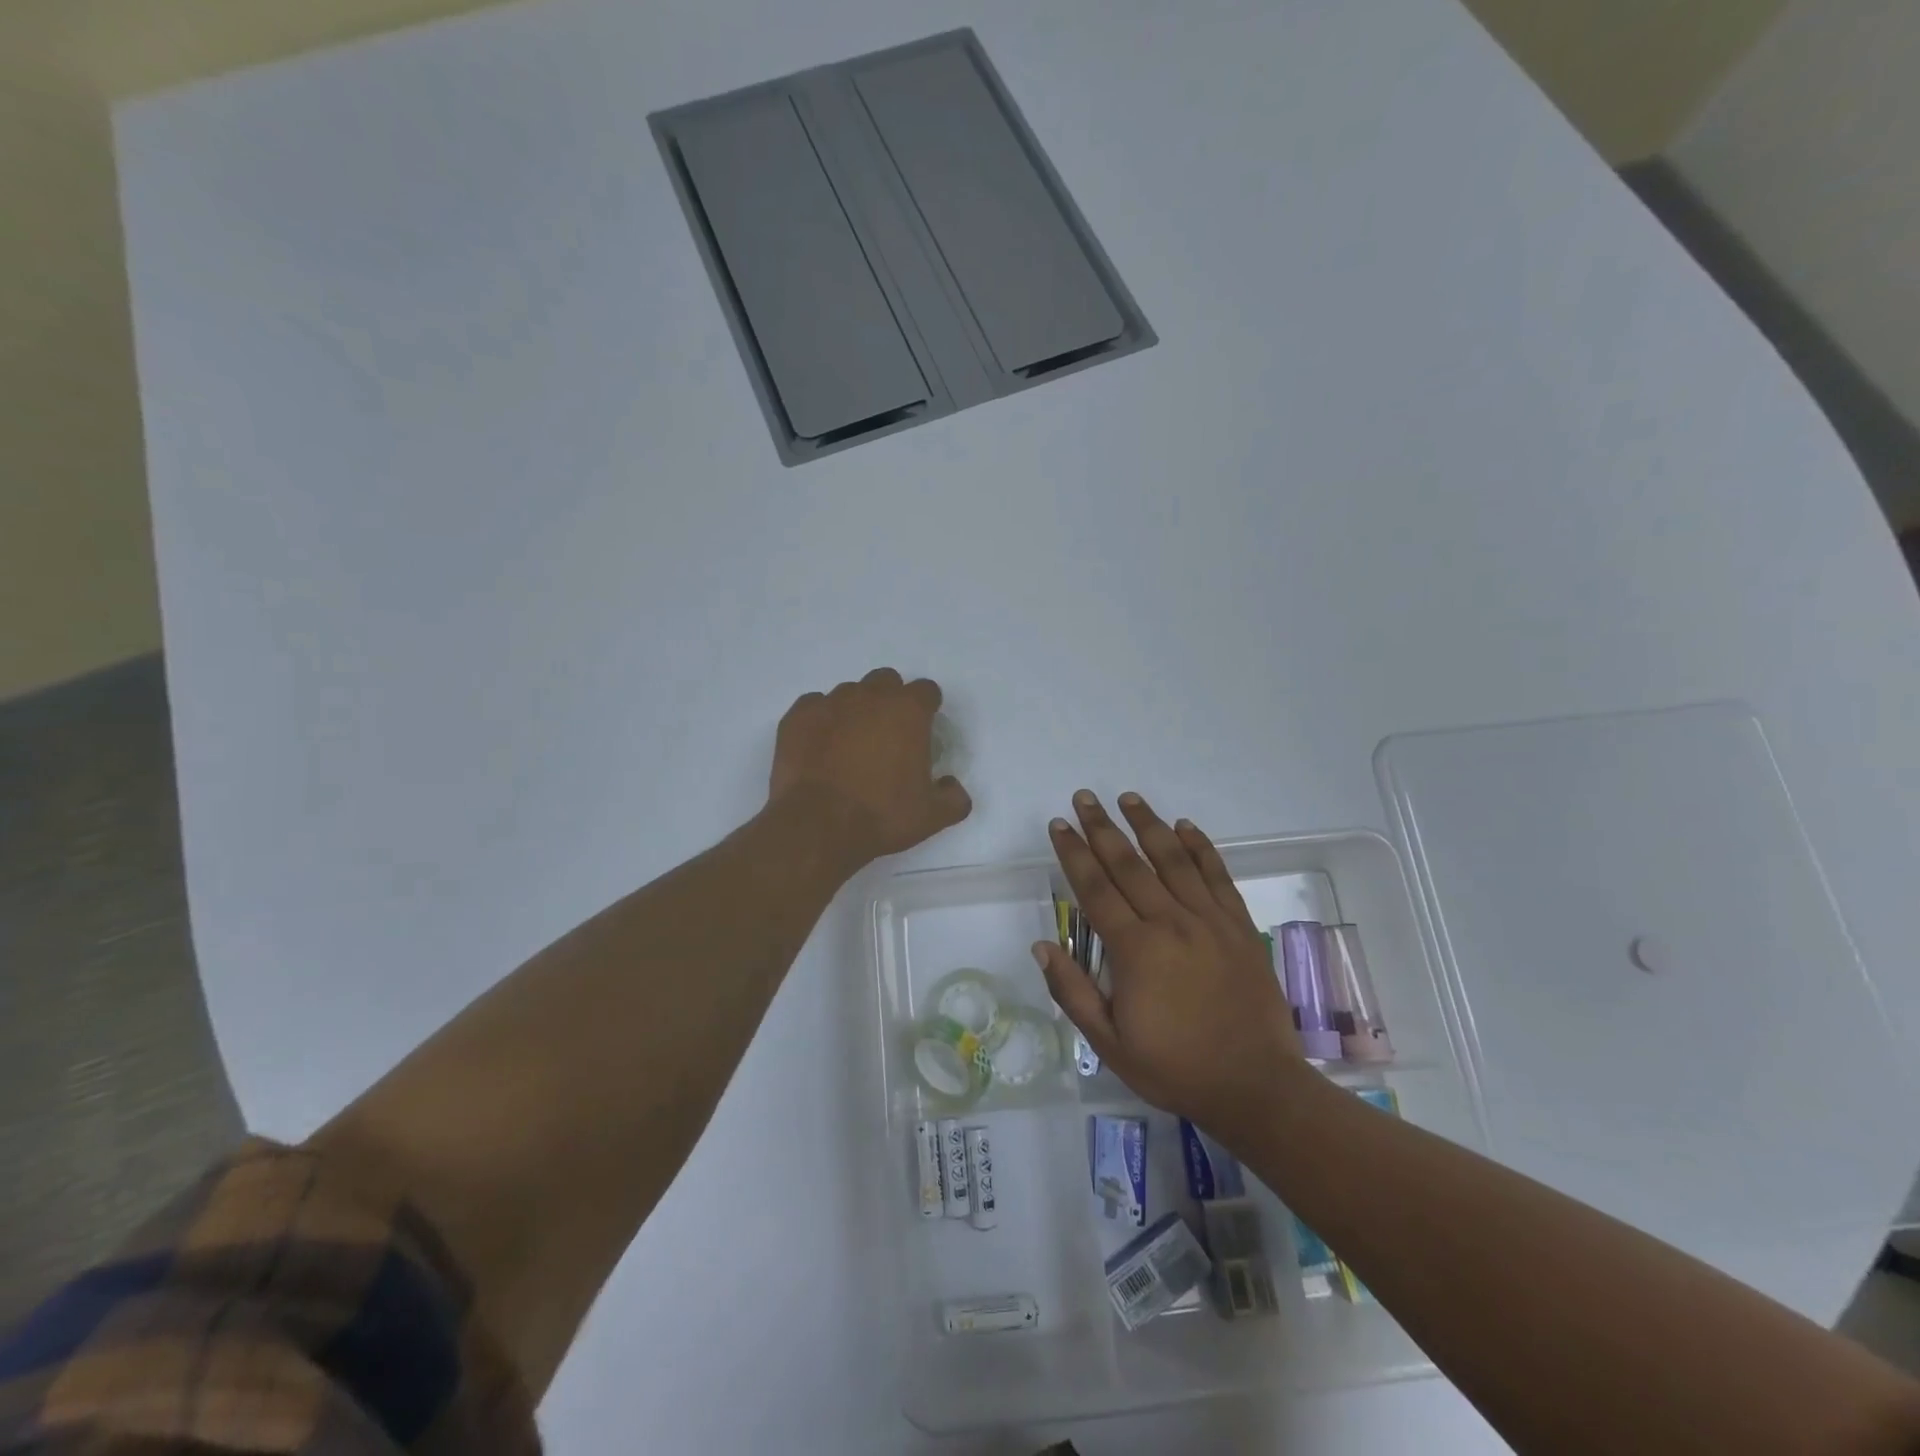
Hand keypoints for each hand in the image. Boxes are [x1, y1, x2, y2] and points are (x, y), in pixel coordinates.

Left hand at [769, 668, 971, 863]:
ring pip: (849, 692)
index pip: (926, 691)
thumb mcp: (932, 817)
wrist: (818, 826)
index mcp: (908, 711)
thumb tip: (951, 786)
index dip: (927, 707)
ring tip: (850, 744)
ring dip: (855, 710)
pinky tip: (820, 746)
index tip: (923, 728)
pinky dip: (821, 720)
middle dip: (890, 700)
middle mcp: (870, 696)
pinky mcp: (798, 716)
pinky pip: (815, 706)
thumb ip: (954, 798)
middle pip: (886, 681)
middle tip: (887, 734)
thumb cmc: (881, 816)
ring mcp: (831, 702)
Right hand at [1035, 791, 1303, 1137]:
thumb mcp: (1109, 1044)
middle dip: (1102, 828)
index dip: (1074, 854)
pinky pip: (1218, 876)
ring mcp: (1210, 921)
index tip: (1059, 825)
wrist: (1256, 1086)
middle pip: (1130, 864)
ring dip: (1148, 824)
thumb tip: (1042, 945)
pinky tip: (1185, 826)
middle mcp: (1171, 923)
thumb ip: (1073, 992)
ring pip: (1174, 859)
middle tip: (1084, 797)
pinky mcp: (1240, 926)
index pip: (1095, 889)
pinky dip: (1201, 847)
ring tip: (1128, 798)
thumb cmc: (1175, 1068)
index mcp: (1136, 951)